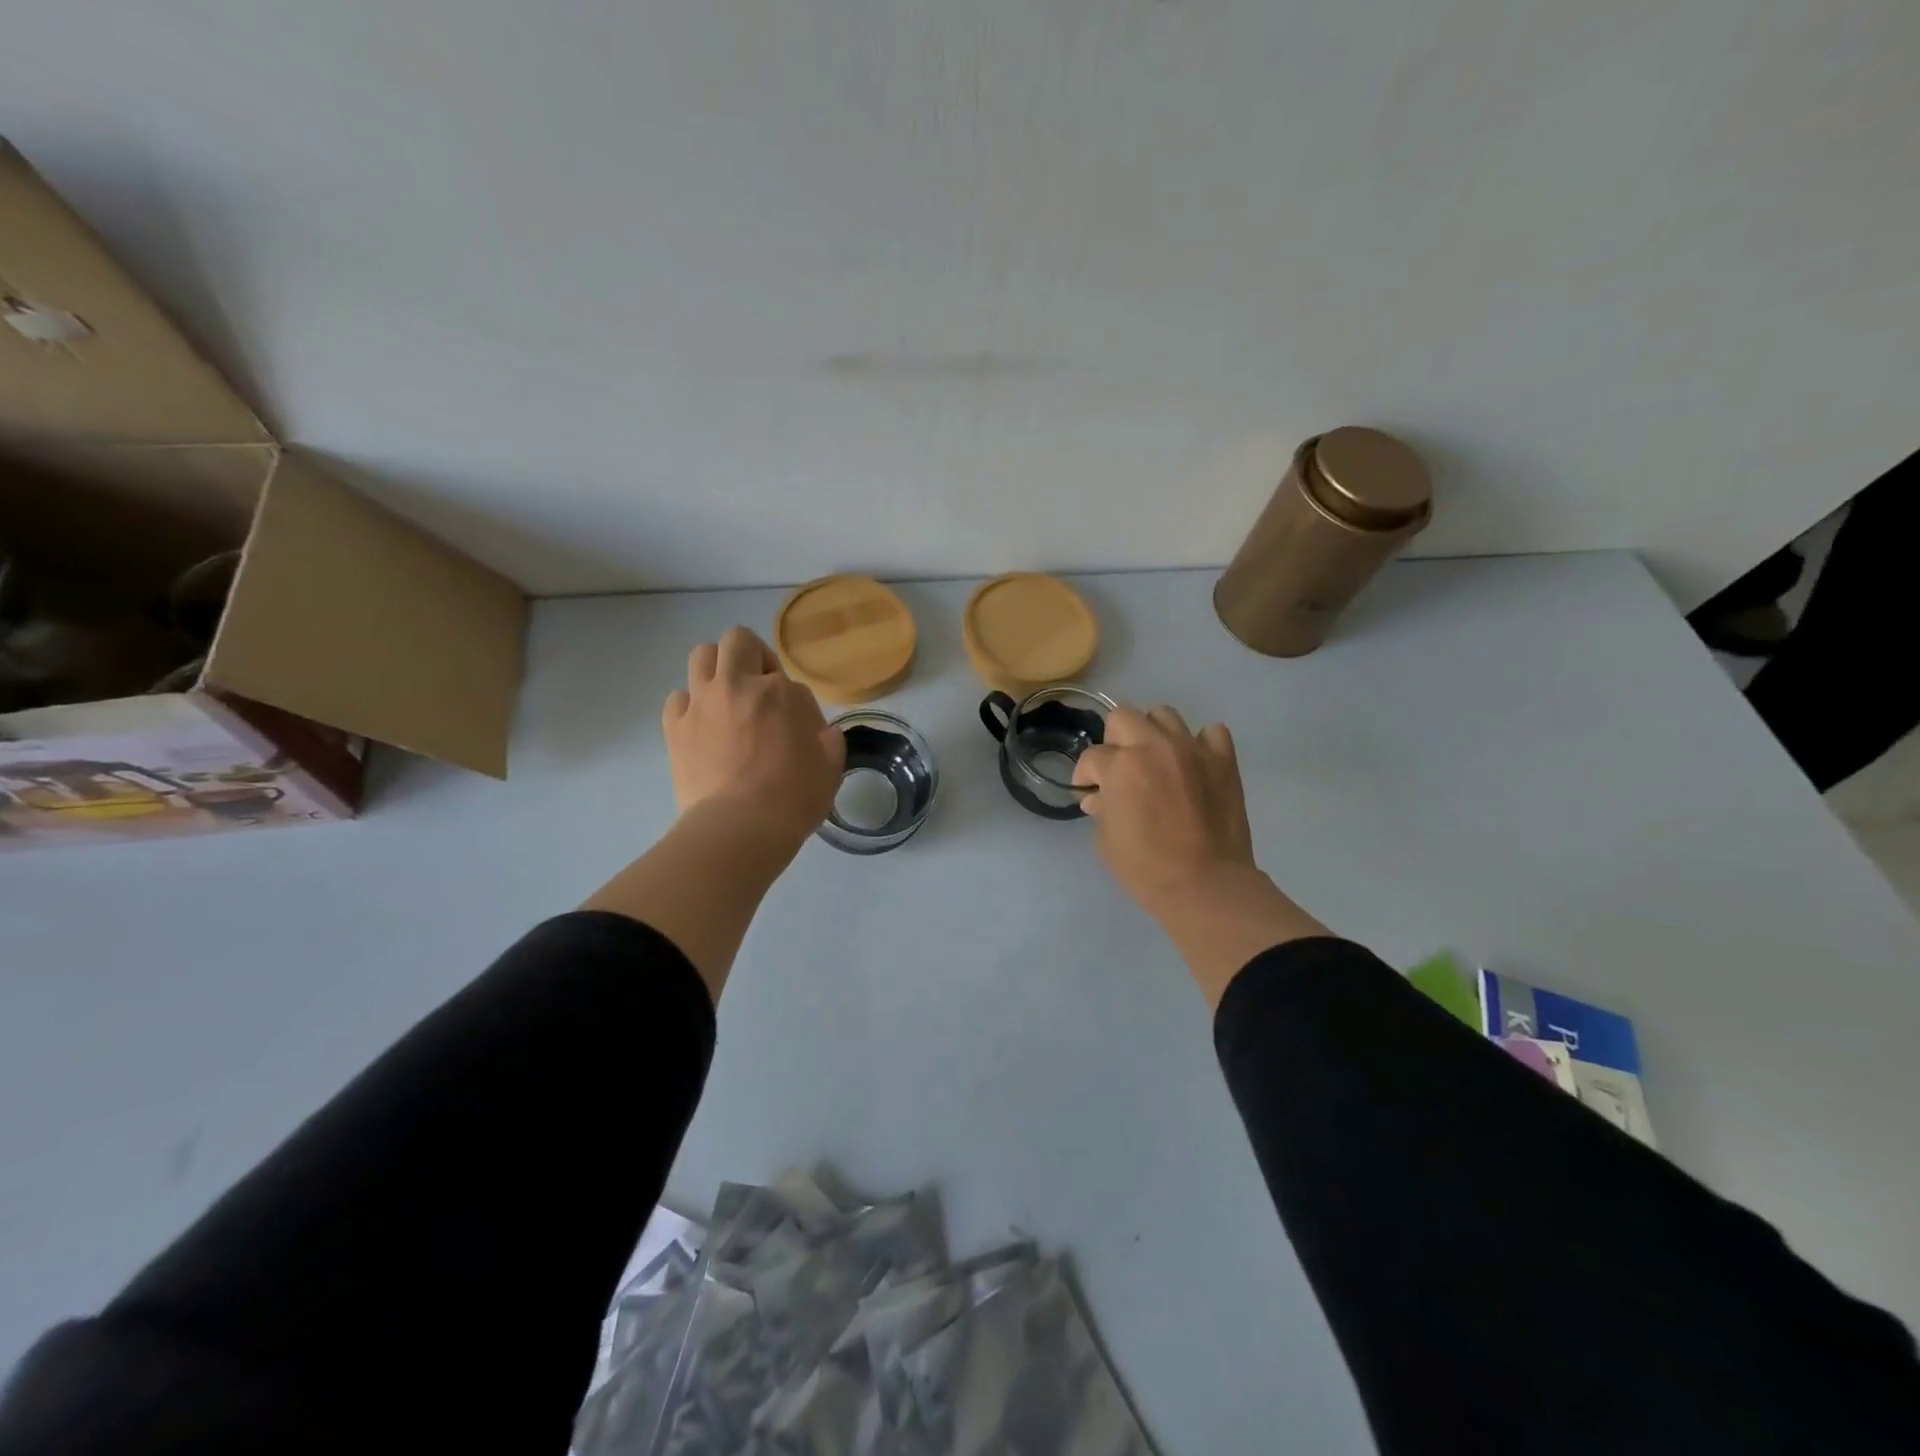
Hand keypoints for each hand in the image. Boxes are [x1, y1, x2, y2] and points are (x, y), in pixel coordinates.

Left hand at [663, 626, 844, 849]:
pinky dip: (691, 705)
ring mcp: (702, 703)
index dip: (796, 705)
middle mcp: (738, 685)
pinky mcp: (675, 726)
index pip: (790, 682)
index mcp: (781, 693)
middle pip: (740, 641)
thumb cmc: (794, 798)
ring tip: (727, 699)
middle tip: (760, 689)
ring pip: (702, 655)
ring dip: (717, 669)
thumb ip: (829, 740)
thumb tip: (820, 732)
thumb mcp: (830, 768)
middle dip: (753, 657)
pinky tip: (703, 727)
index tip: (797, 731)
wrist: (739, 828)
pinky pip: (678, 697)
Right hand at [1072, 705, 1254, 911]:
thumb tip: (1099, 797)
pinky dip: (1200, 743)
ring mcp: (1192, 749)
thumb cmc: (1145, 867)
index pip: (1092, 756)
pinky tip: (1193, 764)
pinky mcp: (1224, 760)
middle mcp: (1155, 746)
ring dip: (1153, 734)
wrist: (1204, 884)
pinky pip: (1211, 733)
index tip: (1090, 791)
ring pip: (1164, 715)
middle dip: (1114, 741)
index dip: (1086, 775)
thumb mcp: (1107, 839)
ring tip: (1156, 761)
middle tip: (1119, 769)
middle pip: (1123, 717)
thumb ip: (1102, 807)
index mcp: (1121, 765)